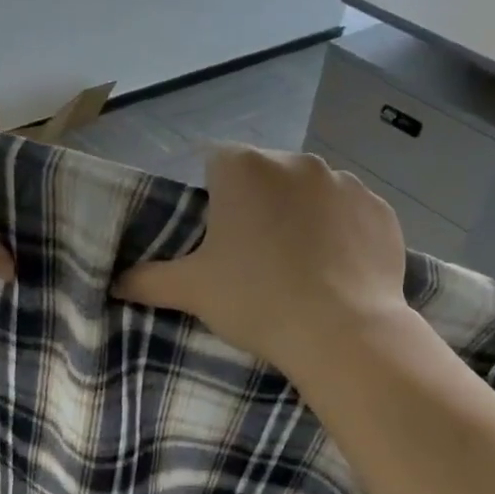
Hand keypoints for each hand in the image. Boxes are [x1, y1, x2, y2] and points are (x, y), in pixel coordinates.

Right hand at [114, 146, 411, 376]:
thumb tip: (114, 282)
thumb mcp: (192, 291)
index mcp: (245, 168)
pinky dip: (342, 233)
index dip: (214, 196)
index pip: (217, 162)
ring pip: (311, 192)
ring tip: (301, 266)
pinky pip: (351, 214)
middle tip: (256, 256)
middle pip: (267, 175)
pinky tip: (337, 270)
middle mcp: (297, 160)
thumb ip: (147, 280)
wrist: (342, 333)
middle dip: (259, 204)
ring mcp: (346, 182)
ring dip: (302, 216)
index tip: (219, 236)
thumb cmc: (256, 300)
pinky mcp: (381, 209)